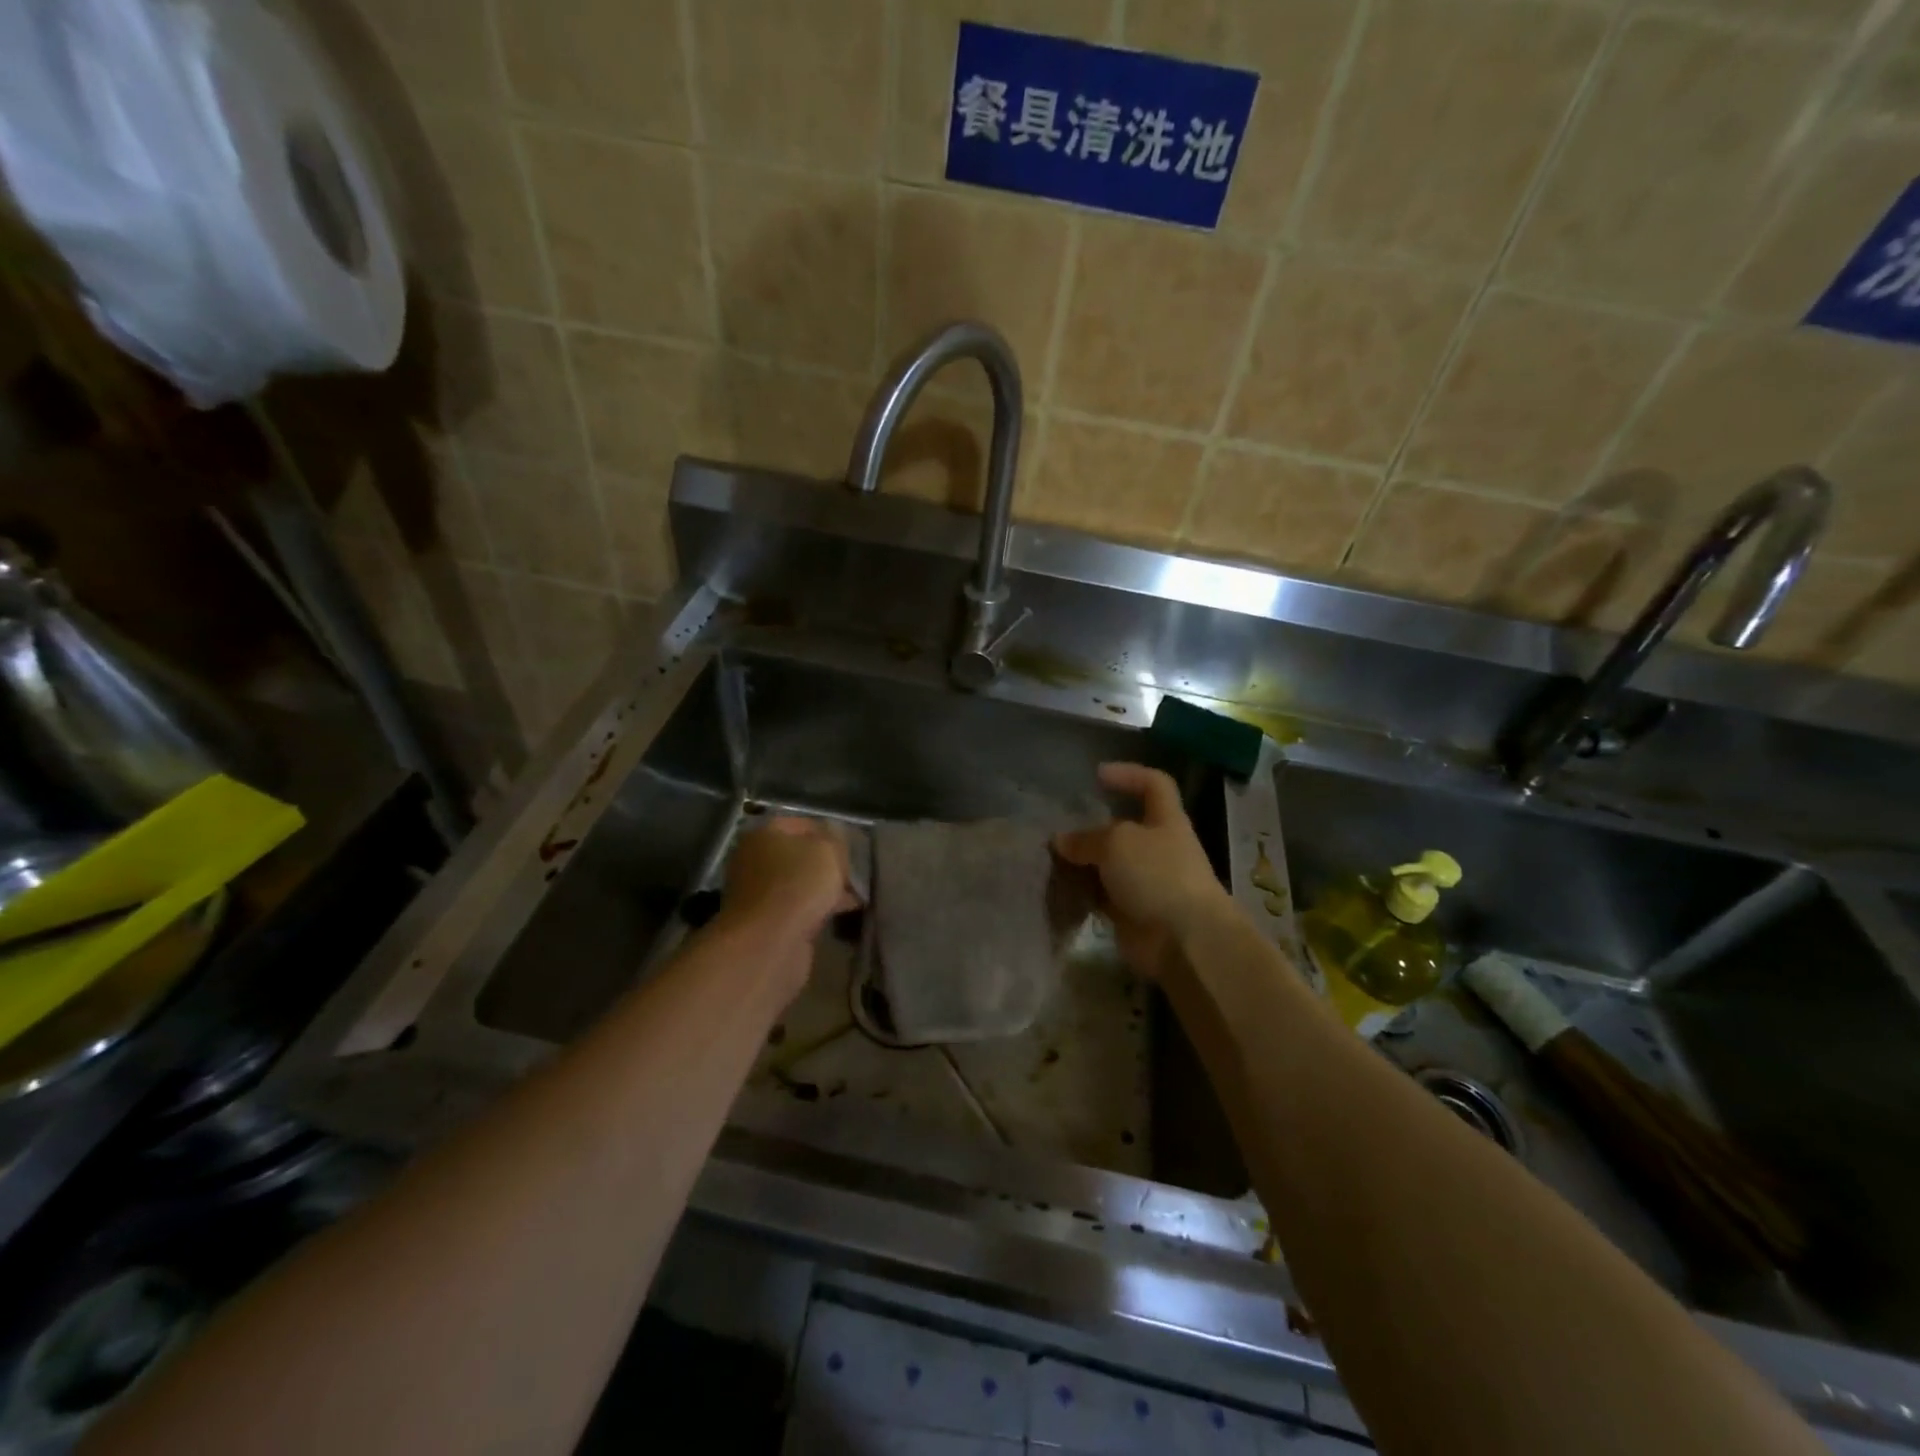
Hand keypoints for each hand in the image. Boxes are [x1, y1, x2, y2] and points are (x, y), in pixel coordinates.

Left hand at [720, 816, 857, 948]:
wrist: (769, 943)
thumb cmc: (798, 885)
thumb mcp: (828, 851)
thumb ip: (836, 840)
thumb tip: (835, 843)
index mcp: (764, 834)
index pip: (804, 824)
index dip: (832, 833)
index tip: (855, 847)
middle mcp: (755, 859)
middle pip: (801, 855)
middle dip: (830, 864)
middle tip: (857, 872)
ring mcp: (759, 893)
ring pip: (801, 883)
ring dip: (826, 888)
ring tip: (857, 894)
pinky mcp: (767, 922)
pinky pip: (800, 908)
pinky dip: (819, 909)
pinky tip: (844, 913)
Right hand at [1053, 763, 1232, 977]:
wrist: (1184, 940)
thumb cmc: (1157, 875)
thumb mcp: (1117, 842)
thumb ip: (1087, 838)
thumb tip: (1061, 841)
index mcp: (1166, 820)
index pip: (1154, 785)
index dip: (1129, 774)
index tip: (1097, 774)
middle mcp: (1157, 848)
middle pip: (1124, 827)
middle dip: (1092, 825)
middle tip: (1059, 825)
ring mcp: (1145, 882)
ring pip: (1108, 863)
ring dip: (1082, 861)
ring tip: (1049, 857)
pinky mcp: (1130, 912)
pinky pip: (1101, 895)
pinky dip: (1081, 892)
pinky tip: (1057, 887)